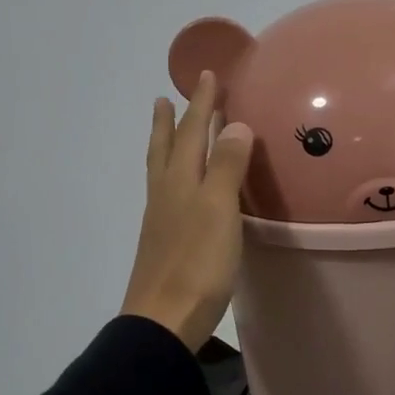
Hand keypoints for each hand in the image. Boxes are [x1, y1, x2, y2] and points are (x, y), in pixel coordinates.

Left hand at [121, 70, 254, 351]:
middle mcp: (165, 194)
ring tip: (164, 130)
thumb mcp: (219, 209)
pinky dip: (172, 175)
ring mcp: (161, 219)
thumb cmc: (197, 263)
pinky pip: (167, 192)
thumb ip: (227, 166)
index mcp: (179, 181)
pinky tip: (179, 187)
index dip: (200, 103)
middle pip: (166, 148)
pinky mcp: (164, 242)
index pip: (191, 132)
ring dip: (165, 145)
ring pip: (161, 170)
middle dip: (171, 121)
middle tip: (166, 97)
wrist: (163, 319)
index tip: (206, 75)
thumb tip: (233, 124)